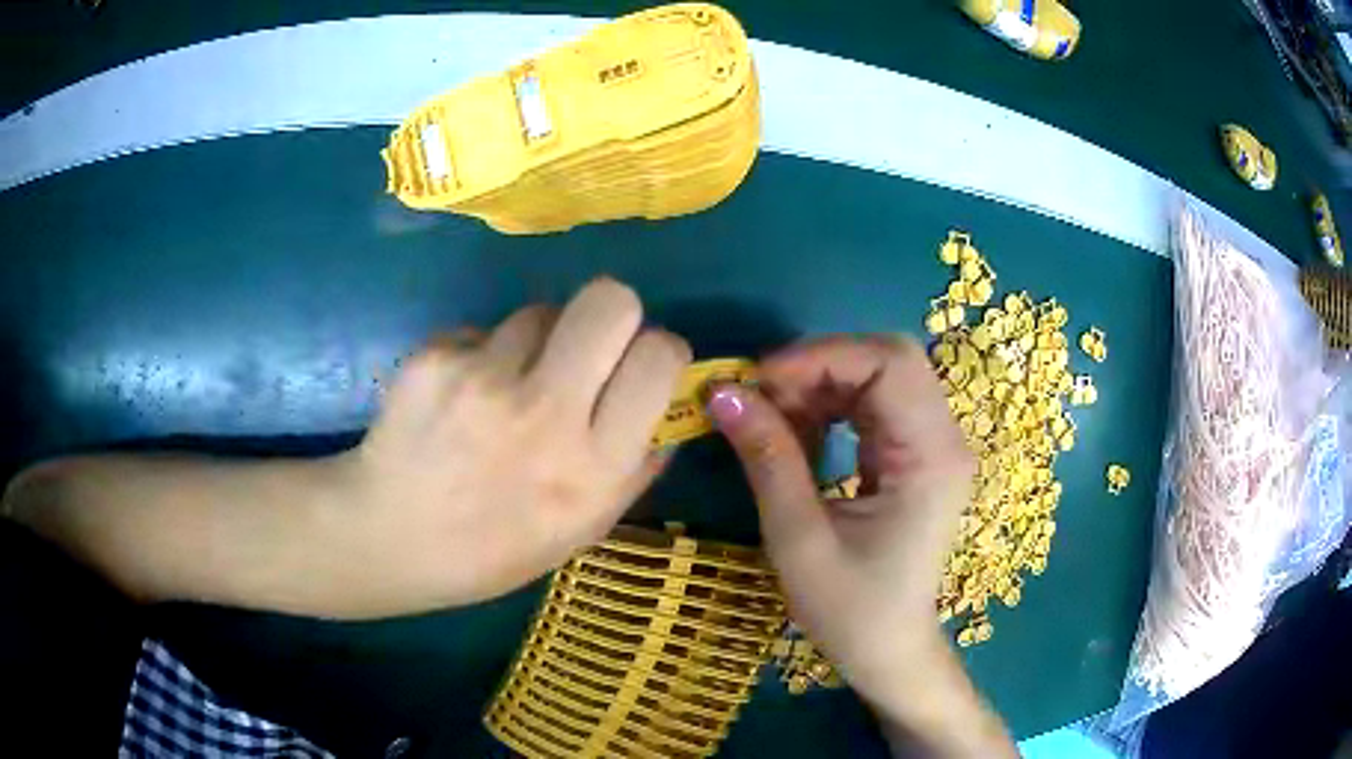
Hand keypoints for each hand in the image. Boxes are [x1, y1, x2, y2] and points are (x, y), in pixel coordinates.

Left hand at [343, 277, 690, 611]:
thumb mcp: (581, 532)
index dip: (659, 350)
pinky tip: (459, 396)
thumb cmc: (491, 550)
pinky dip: (482, 355)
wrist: (390, 539)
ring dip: (537, 341)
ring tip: (507, 386)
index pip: (658, 357)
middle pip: (610, 301)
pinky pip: (483, 331)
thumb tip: (665, 411)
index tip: (640, 363)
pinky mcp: (436, 358)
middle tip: (589, 346)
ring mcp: (485, 380)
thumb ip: (633, 471)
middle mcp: (546, 415)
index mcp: (593, 468)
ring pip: (541, 311)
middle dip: (612, 314)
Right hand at [708, 336, 1014, 756]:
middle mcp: (944, 439)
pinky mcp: (917, 455)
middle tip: (762, 396)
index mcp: (931, 458)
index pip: (890, 364)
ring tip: (771, 417)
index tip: (759, 382)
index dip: (822, 357)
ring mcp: (934, 445)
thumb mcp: (799, 540)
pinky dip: (831, 406)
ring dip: (821, 384)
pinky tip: (798, 433)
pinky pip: (875, 405)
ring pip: (879, 376)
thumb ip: (767, 459)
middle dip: (819, 366)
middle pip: (889, 360)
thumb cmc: (851, 611)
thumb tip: (722, 392)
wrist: (889, 651)